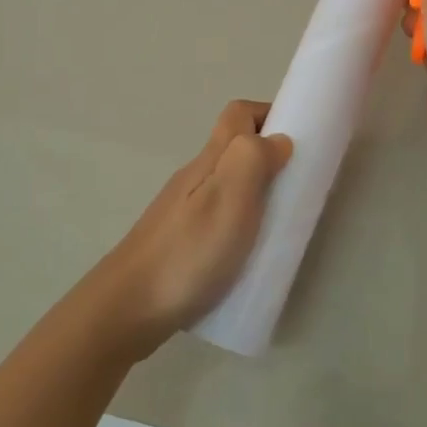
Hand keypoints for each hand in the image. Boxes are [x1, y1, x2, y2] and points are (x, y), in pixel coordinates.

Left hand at [95, 100, 292, 354]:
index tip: (301, 139)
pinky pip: (221, 215)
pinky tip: (251, 253)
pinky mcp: (182, 241)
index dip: (270, 114)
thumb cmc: (186, 253)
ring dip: (260, 192)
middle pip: (236, 148)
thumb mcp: (228, 200)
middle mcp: (196, 178)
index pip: (238, 114)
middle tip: (300, 189)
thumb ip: (253, 160)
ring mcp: (185, 210)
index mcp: (209, 162)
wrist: (126, 311)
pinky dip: (244, 222)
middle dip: (271, 157)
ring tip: (283, 224)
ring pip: (229, 183)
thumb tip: (279, 139)